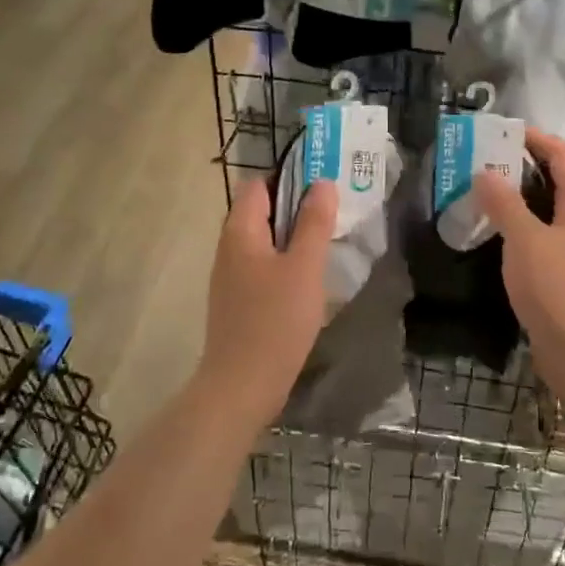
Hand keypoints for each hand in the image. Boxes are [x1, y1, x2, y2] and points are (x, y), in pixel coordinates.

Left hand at [198, 178, 336, 421]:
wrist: (241, 387)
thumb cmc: (275, 321)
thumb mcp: (304, 268)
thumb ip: (314, 223)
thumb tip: (321, 183)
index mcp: (240, 231)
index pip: (259, 185)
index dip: (290, 179)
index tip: (325, 186)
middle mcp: (229, 247)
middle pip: (262, 212)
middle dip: (297, 209)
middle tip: (335, 214)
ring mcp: (231, 276)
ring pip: (265, 242)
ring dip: (294, 239)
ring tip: (329, 244)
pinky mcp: (238, 301)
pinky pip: (263, 267)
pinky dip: (286, 264)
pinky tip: (310, 280)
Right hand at [474, 128, 564, 392]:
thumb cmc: (560, 290)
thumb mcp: (525, 241)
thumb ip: (504, 204)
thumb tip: (485, 172)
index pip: (562, 154)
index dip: (535, 139)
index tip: (500, 132)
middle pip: (559, 180)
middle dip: (523, 168)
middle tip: (483, 163)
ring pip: (553, 212)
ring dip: (522, 200)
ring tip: (485, 196)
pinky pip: (550, 238)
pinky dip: (526, 229)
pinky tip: (500, 238)